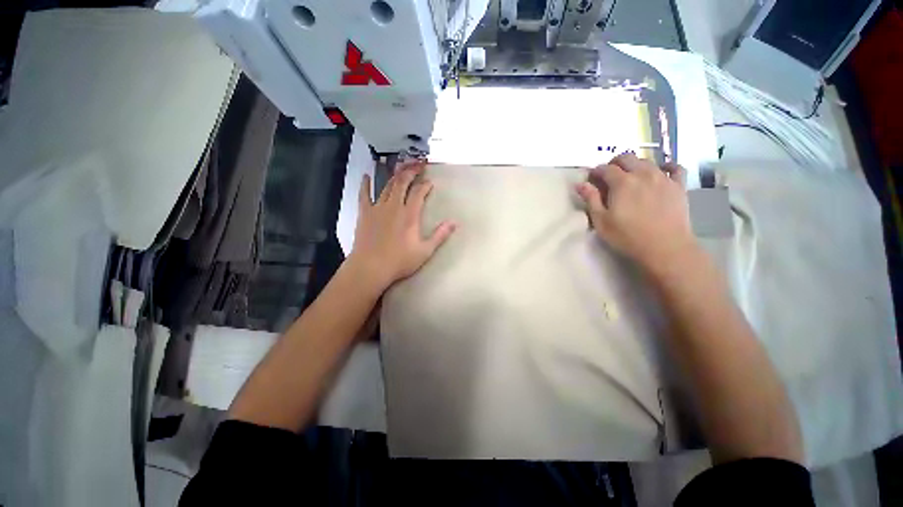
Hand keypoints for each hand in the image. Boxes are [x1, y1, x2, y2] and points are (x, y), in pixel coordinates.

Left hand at [348, 160, 456, 291]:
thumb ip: (440, 235)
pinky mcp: (365, 213)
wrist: (371, 267)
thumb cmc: (400, 261)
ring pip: (387, 186)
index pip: (419, 193)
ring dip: (394, 175)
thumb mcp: (425, 251)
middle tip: (417, 164)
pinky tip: (365, 175)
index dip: (425, 185)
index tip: (430, 182)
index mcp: (409, 215)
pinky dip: (365, 184)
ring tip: (399, 165)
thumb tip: (454, 222)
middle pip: (403, 183)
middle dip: (411, 171)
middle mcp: (394, 206)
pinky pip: (364, 195)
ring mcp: (377, 208)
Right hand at [576, 154, 697, 272]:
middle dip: (615, 163)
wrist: (665, 247)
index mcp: (622, 182)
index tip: (591, 179)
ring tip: (630, 177)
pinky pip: (675, 168)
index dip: (596, 171)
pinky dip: (666, 166)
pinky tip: (662, 171)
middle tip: (609, 176)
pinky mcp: (679, 186)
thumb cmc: (627, 236)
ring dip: (635, 165)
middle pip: (627, 158)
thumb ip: (591, 199)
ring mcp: (664, 178)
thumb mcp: (601, 221)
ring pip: (647, 161)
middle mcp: (643, 174)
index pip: (606, 168)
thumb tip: (580, 184)